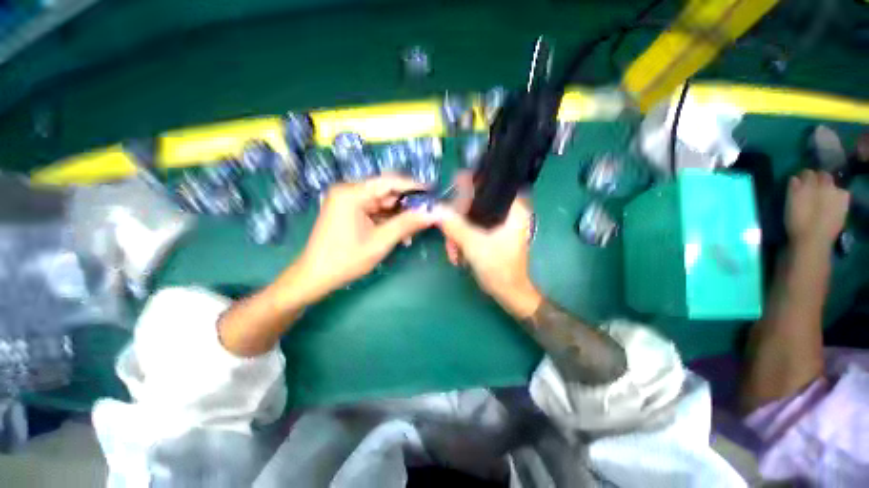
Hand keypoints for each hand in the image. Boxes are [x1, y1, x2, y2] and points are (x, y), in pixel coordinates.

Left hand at [295, 175, 436, 301]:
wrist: (315, 277)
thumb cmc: (346, 259)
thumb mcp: (380, 241)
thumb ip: (407, 224)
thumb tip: (432, 213)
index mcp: (352, 193)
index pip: (389, 182)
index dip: (413, 186)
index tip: (432, 191)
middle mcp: (349, 192)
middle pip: (386, 193)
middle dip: (406, 206)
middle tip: (425, 216)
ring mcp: (348, 202)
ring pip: (382, 203)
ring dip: (398, 216)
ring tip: (413, 232)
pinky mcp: (349, 212)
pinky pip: (374, 212)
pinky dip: (387, 221)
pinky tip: (399, 234)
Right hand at [437, 195, 541, 319]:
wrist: (508, 293)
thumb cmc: (499, 268)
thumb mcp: (474, 244)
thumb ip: (455, 225)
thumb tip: (435, 209)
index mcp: (513, 209)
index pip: (491, 185)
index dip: (471, 184)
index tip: (453, 186)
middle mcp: (508, 213)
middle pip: (477, 203)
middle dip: (458, 219)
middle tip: (447, 232)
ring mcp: (500, 225)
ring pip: (472, 218)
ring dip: (457, 233)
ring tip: (452, 251)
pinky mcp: (492, 235)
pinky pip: (473, 229)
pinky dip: (463, 239)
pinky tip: (457, 253)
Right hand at [785, 170, 848, 250]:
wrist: (813, 240)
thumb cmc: (798, 220)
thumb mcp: (791, 202)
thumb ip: (794, 187)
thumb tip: (795, 178)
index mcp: (815, 183)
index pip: (809, 173)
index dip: (803, 176)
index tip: (797, 181)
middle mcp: (829, 186)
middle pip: (825, 177)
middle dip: (818, 180)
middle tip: (810, 188)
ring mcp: (839, 197)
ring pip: (834, 187)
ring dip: (828, 189)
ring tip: (820, 197)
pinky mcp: (844, 208)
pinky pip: (841, 197)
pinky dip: (836, 197)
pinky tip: (830, 204)